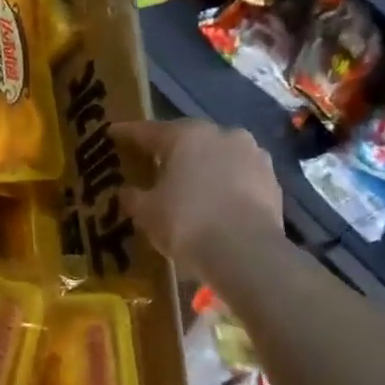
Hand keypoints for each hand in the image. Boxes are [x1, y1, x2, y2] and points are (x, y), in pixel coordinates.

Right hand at [112, 118, 282, 279]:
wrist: (247, 254)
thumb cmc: (186, 222)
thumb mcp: (146, 211)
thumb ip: (132, 196)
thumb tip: (126, 192)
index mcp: (187, 135)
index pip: (148, 130)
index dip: (127, 133)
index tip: (112, 133)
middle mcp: (222, 135)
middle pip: (187, 139)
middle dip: (169, 150)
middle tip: (150, 161)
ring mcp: (253, 156)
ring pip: (217, 156)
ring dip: (201, 166)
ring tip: (186, 183)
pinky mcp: (272, 182)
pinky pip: (237, 177)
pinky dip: (223, 184)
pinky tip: (212, 201)